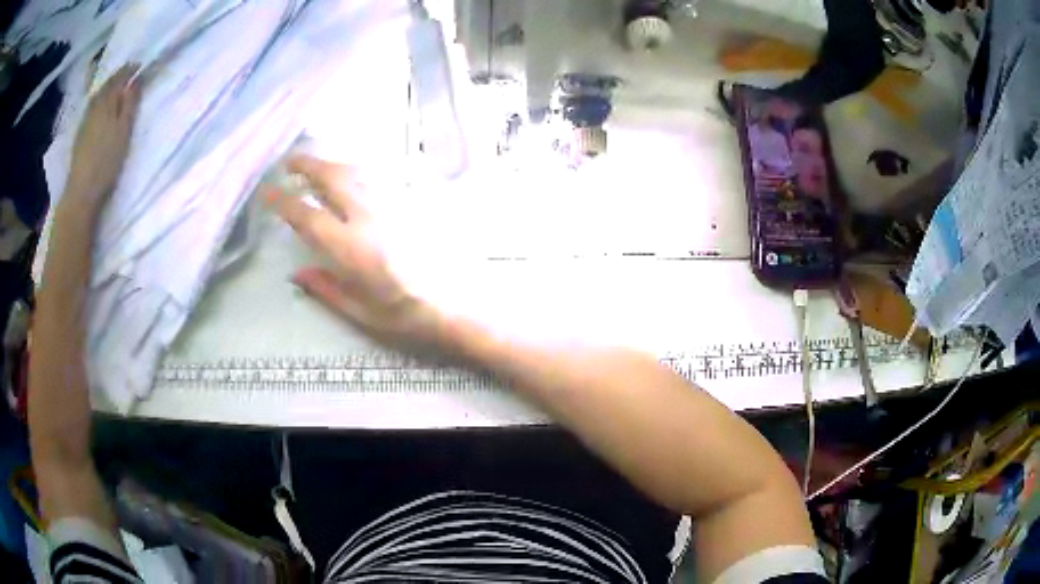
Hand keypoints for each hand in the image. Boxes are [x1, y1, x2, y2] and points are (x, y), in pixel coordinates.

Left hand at [67, 64, 141, 207]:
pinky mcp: (80, 135)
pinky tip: (101, 106)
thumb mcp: (124, 131)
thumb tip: (136, 79)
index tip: (139, 65)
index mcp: (106, 102)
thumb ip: (130, 103)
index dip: (130, 69)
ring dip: (107, 88)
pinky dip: (98, 101)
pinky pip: (91, 108)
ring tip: (115, 87)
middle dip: (118, 76)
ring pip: (97, 96)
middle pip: (107, 85)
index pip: (120, 77)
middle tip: (128, 72)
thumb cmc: (106, 162)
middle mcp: (94, 106)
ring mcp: (85, 121)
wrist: (81, 193)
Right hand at [267, 155, 447, 348]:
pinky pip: (382, 177)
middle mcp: (370, 217)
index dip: (283, 201)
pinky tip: (356, 176)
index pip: (308, 216)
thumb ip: (326, 289)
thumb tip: (297, 273)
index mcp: (351, 248)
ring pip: (358, 171)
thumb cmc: (408, 317)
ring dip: (333, 164)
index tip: (267, 192)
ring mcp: (395, 205)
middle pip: (333, 178)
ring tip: (319, 167)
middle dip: (308, 165)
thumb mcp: (361, 313)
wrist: (462, 306)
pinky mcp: (415, 202)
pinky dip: (361, 171)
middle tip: (290, 163)